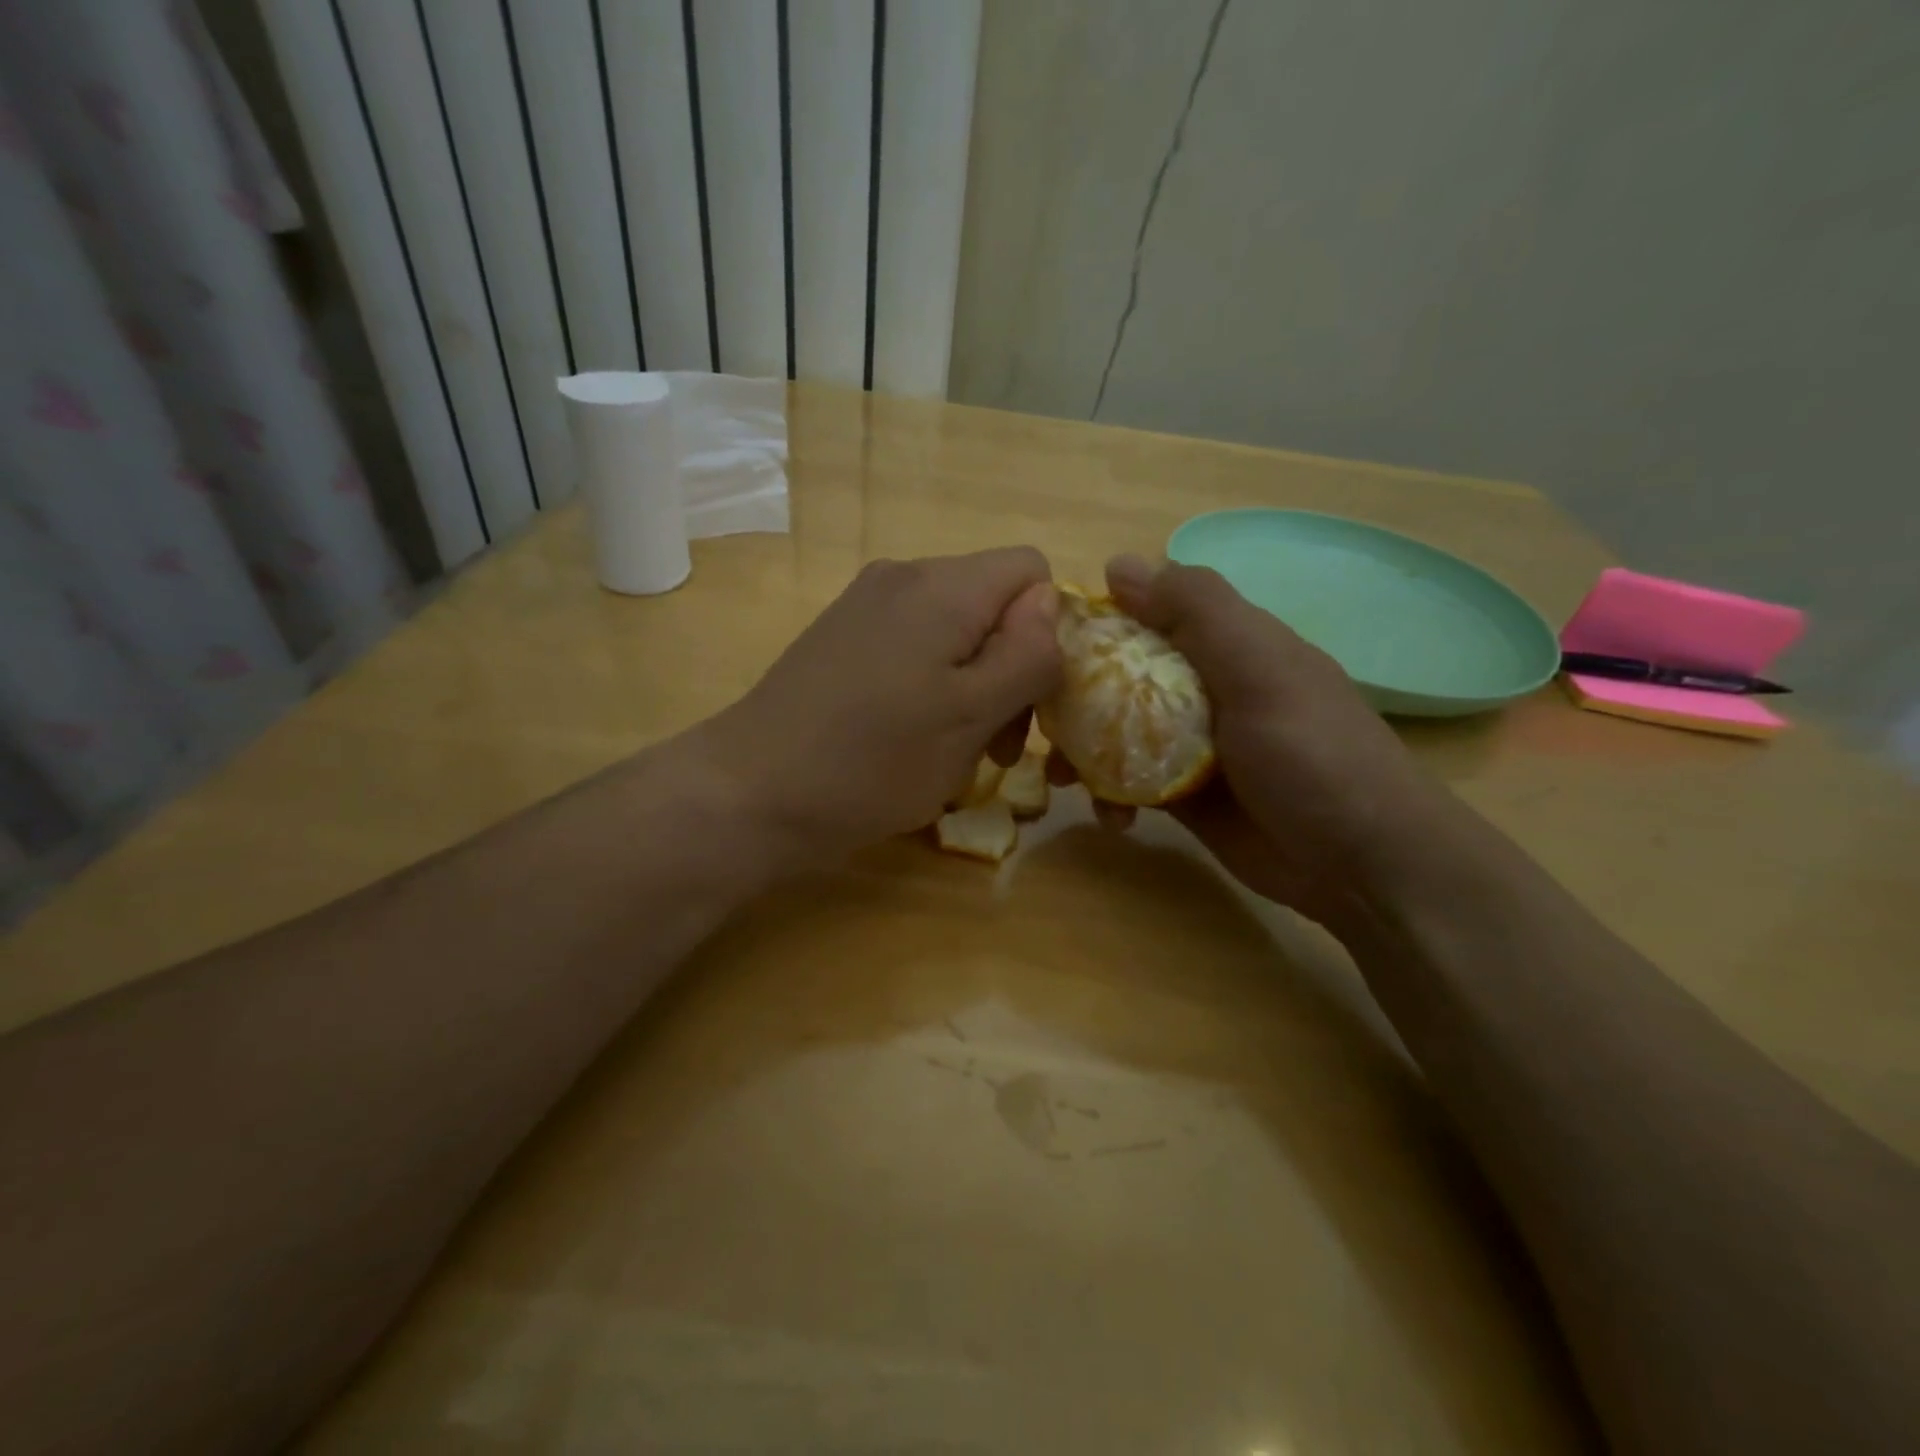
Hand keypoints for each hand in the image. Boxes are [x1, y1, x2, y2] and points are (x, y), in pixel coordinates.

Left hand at [694, 549, 1061, 861]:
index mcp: (942, 586)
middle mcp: (902, 577)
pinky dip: (932, 687)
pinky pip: (912, 646)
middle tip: (999, 746)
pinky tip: (911, 737)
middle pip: (992, 602)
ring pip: (954, 630)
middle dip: (1011, 668)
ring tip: (958, 751)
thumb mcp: (972, 716)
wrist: (751, 793)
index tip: (1032, 698)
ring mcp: (864, 606)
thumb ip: (1026, 654)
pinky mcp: (840, 638)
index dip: (1048, 630)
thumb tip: (1050, 603)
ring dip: (973, 686)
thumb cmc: (873, 760)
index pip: (1031, 570)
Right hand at [1078, 555, 1449, 925]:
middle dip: (1077, 700)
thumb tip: (1117, 564)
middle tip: (1039, 721)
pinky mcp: (1186, 798)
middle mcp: (1206, 689)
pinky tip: (1113, 820)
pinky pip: (1132, 786)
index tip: (1045, 646)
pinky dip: (1114, 799)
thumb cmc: (1312, 754)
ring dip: (1086, 754)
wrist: (1362, 862)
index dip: (1096, 625)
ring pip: (1120, 735)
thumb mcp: (1259, 667)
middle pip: (1123, 679)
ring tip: (1062, 779)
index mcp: (1226, 646)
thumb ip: (1196, 609)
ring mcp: (1195, 747)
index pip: (1147, 617)